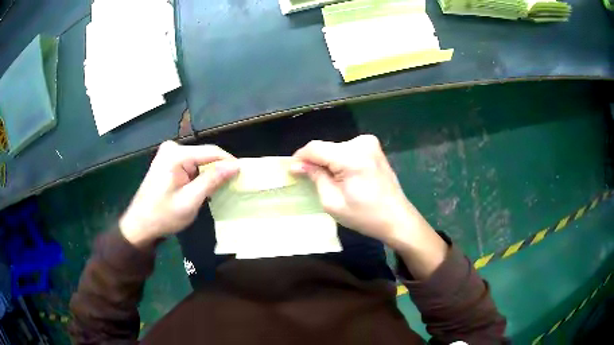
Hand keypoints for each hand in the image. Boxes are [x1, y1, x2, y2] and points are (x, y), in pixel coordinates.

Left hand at [119, 141, 238, 246]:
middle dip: (218, 171)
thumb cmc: (163, 216)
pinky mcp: (168, 160)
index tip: (243, 176)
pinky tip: (201, 189)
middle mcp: (172, 148)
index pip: (211, 152)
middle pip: (205, 155)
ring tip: (216, 191)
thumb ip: (212, 181)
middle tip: (228, 188)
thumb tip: (236, 166)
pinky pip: (191, 164)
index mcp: (176, 155)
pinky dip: (199, 176)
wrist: (140, 224)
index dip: (229, 163)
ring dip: (208, 175)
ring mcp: (168, 153)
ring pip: (199, 160)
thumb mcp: (190, 201)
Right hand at [292, 135, 446, 278]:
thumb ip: (315, 177)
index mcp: (352, 157)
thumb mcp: (333, 202)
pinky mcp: (374, 148)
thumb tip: (298, 164)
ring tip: (329, 181)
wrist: (397, 219)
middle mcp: (362, 143)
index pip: (315, 148)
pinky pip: (348, 150)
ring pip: (336, 148)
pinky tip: (343, 176)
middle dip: (315, 161)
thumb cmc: (365, 216)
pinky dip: (340, 161)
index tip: (292, 170)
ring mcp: (370, 143)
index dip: (300, 157)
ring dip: (328, 162)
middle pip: (326, 148)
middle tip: (310, 180)